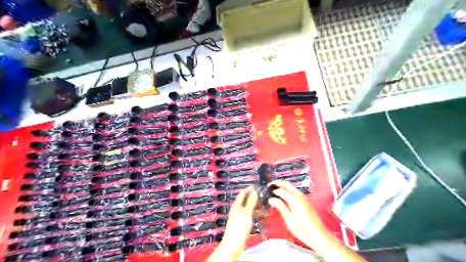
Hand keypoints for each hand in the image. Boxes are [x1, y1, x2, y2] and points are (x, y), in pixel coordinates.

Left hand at [208, 187, 258, 260]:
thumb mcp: (246, 213)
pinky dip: (256, 214)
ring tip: (265, 205)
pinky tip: (262, 216)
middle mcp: (238, 209)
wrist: (233, 245)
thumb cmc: (239, 228)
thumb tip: (254, 191)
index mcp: (237, 205)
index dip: (250, 189)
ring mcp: (240, 217)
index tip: (257, 186)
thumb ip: (251, 202)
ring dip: (257, 206)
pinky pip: (251, 216)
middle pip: (246, 200)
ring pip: (249, 208)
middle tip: (264, 196)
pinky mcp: (243, 224)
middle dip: (255, 198)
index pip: (243, 193)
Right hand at [268, 180, 324, 249]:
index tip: (266, 191)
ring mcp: (303, 197)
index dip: (273, 190)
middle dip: (278, 183)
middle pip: (287, 184)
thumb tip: (271, 199)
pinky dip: (287, 190)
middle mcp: (299, 195)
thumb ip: (280, 206)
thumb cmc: (302, 229)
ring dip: (283, 186)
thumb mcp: (289, 219)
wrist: (318, 234)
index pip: (281, 190)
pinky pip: (294, 192)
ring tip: (274, 190)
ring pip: (291, 187)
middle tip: (269, 185)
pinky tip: (283, 196)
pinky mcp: (305, 201)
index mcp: (295, 199)